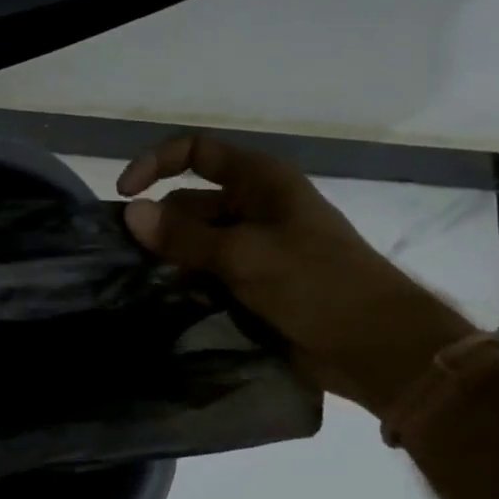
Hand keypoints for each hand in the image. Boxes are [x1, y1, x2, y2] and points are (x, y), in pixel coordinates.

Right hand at [118, 135, 474, 418]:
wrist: (375, 346)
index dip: (156, 164)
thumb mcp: (244, 255)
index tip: (125, 197)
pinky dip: (186, 285)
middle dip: (157, 225)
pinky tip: (163, 304)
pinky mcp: (254, 284)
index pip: (195, 152)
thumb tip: (130, 212)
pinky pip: (207, 275)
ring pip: (194, 244)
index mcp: (260, 181)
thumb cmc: (316, 285)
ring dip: (169, 260)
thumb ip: (184, 236)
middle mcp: (254, 207)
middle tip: (124, 258)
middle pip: (188, 203)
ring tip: (136, 285)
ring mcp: (254, 248)